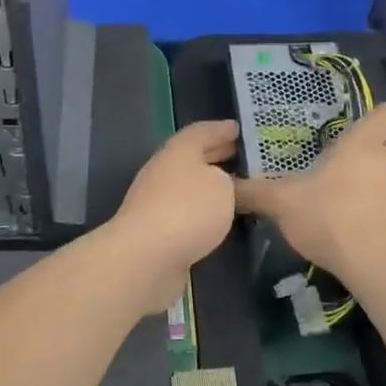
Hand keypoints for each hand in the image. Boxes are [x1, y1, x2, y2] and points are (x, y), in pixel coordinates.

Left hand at [105, 121, 239, 312]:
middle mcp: (163, 172)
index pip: (201, 132)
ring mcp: (155, 202)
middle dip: (215, 155)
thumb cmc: (188, 210)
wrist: (145, 257)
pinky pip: (185, 212)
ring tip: (235, 188)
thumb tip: (218, 184)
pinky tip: (217, 219)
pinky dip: (201, 211)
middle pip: (191, 158)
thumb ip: (226, 180)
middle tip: (240, 155)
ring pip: (188, 186)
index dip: (220, 129)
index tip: (238, 128)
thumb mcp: (221, 187)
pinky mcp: (155, 231)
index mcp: (178, 152)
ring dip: (209, 185)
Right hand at [233, 103, 385, 283]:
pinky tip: (378, 232)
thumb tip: (227, 185)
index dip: (381, 117)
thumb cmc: (330, 219)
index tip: (364, 130)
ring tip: (368, 202)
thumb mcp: (282, 204)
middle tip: (354, 170)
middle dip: (380, 153)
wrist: (379, 266)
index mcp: (362, 145)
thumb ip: (255, 192)